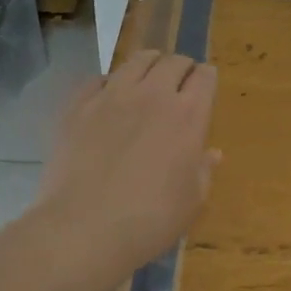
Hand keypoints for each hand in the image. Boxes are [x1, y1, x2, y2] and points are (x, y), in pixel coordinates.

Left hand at [35, 50, 219, 287]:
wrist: (82, 230)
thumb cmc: (149, 221)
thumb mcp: (191, 202)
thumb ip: (204, 171)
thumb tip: (212, 153)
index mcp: (188, 116)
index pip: (205, 77)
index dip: (207, 78)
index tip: (204, 88)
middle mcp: (153, 95)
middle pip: (173, 62)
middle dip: (181, 68)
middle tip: (179, 84)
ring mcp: (113, 96)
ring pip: (137, 61)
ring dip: (149, 65)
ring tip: (147, 80)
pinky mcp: (78, 106)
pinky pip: (99, 79)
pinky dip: (110, 83)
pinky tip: (108, 99)